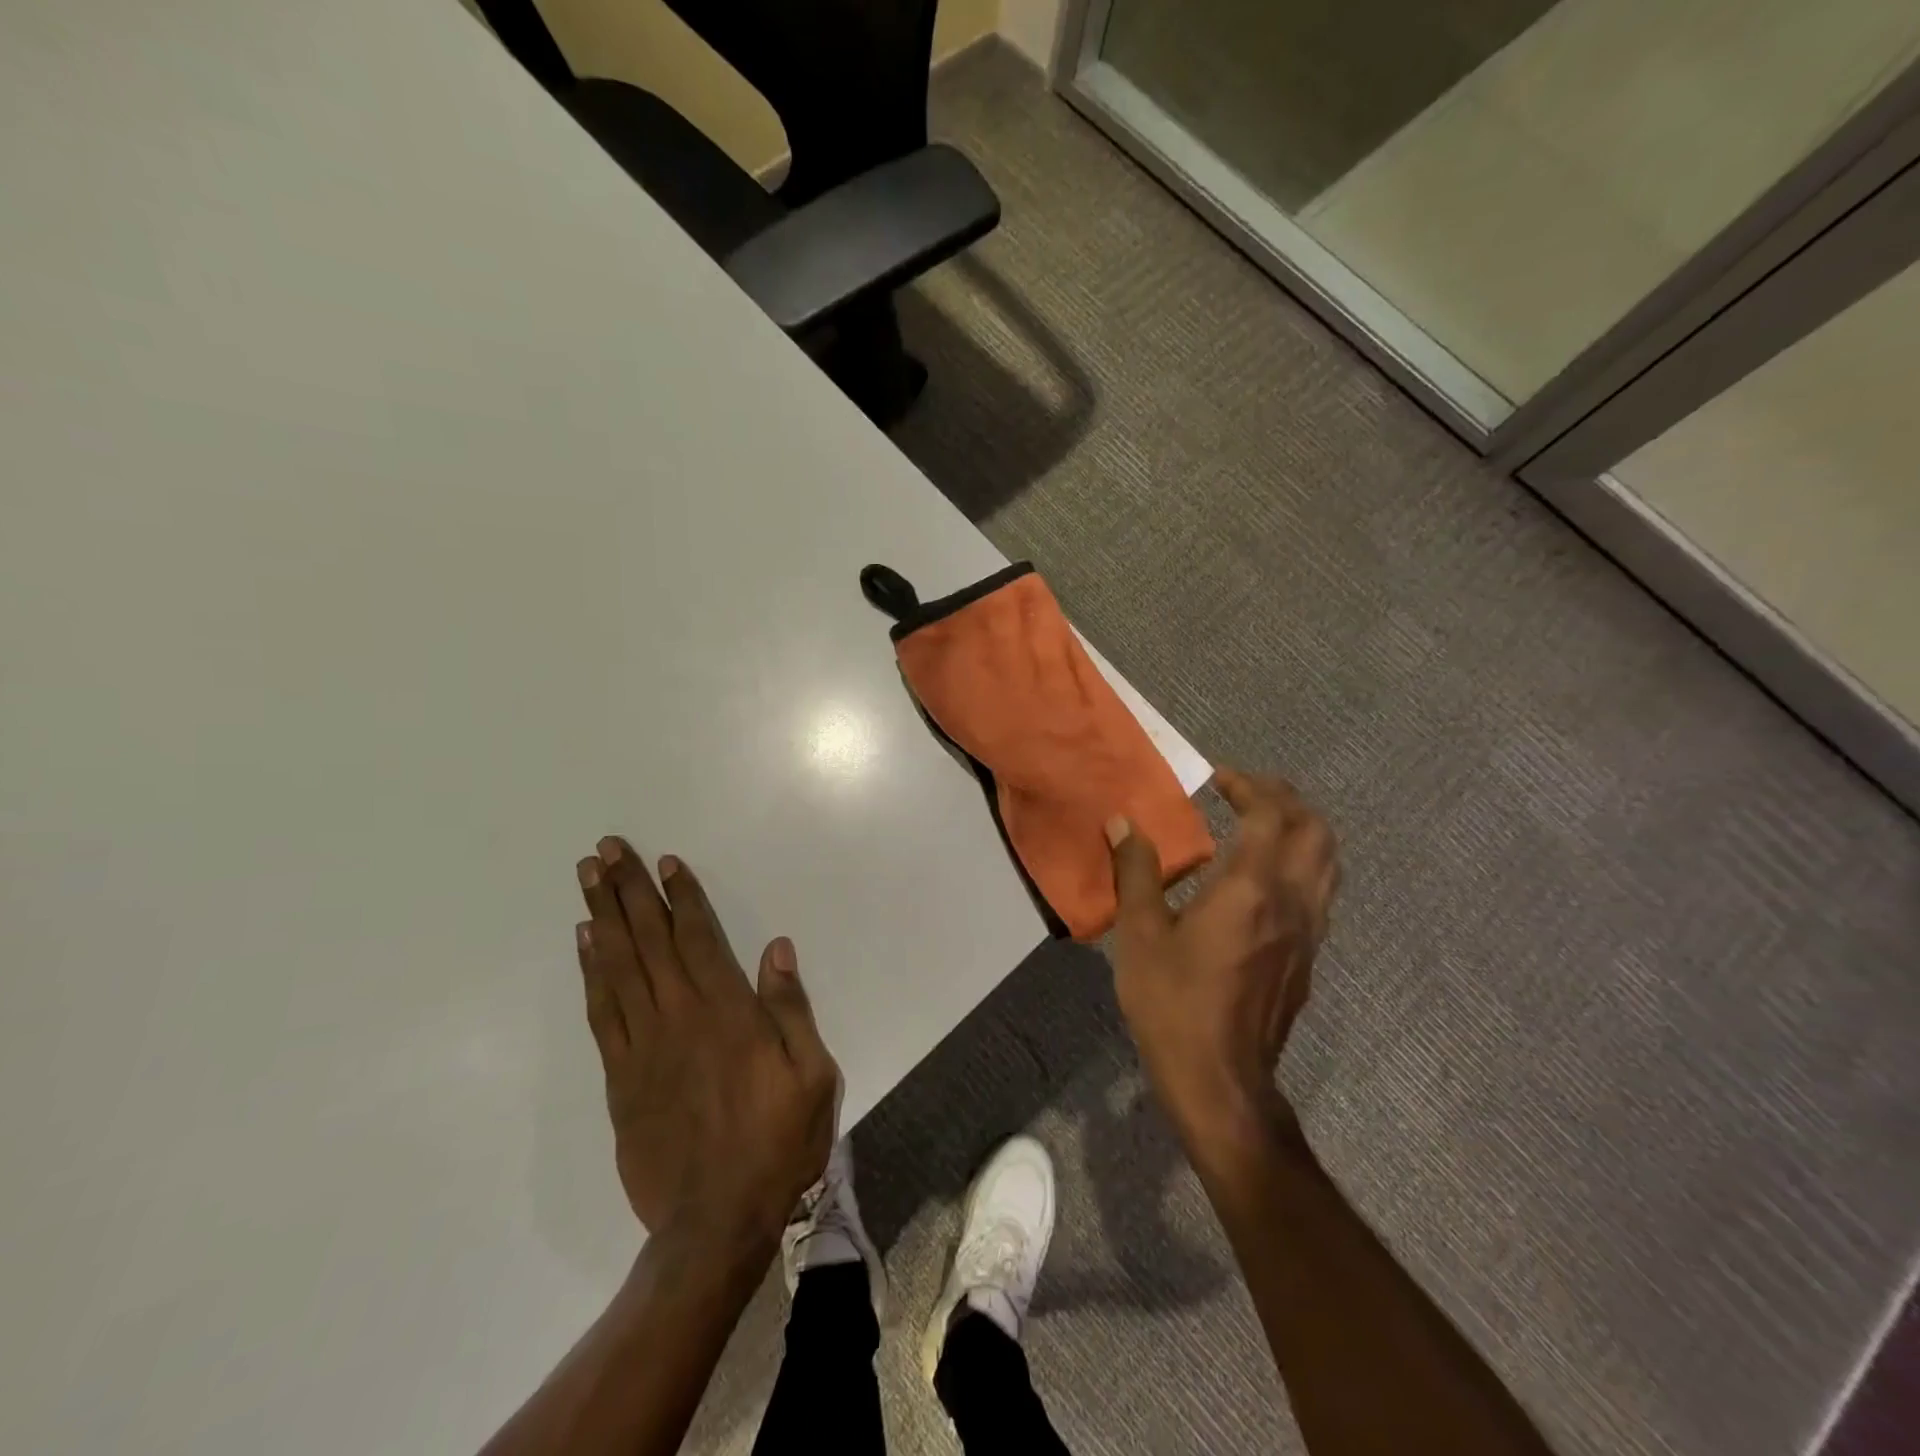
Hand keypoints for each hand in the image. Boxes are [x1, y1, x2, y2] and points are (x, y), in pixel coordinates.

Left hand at [575, 838, 837, 1254]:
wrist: (715, 1223)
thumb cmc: (777, 1142)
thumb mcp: (812, 1075)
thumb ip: (791, 1008)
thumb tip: (776, 948)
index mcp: (728, 1013)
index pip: (699, 938)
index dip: (681, 896)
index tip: (663, 862)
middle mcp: (680, 1017)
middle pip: (648, 941)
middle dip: (627, 891)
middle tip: (605, 850)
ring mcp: (643, 1047)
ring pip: (617, 967)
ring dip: (601, 918)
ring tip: (587, 879)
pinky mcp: (619, 1078)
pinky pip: (601, 1013)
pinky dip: (590, 973)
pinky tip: (584, 944)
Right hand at [1106, 769, 1338, 1157]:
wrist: (1220, 1081)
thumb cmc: (1173, 1004)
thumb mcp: (1141, 934)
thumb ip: (1135, 872)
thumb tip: (1122, 823)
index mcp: (1252, 888)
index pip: (1271, 815)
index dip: (1249, 786)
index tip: (1217, 778)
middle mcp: (1293, 901)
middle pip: (1315, 830)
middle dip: (1285, 799)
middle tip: (1245, 792)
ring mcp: (1309, 931)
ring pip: (1328, 860)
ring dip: (1301, 828)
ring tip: (1261, 824)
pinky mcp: (1309, 956)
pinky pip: (1321, 889)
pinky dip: (1302, 861)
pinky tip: (1265, 877)